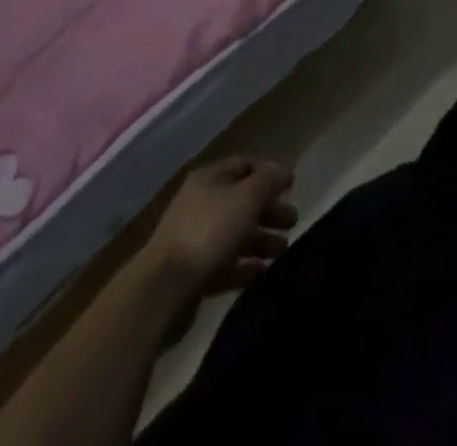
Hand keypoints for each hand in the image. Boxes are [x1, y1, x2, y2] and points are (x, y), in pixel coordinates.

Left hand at [148, 156, 297, 296]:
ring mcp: (195, 240)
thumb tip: (283, 172)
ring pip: (236, 234)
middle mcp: (201, 204)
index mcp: (209, 178)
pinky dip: (246, 266)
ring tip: (282, 252)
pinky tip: (263, 272)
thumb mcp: (247, 196)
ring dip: (262, 240)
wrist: (163, 289)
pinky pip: (226, 265)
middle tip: (293, 222)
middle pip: (243, 201)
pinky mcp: (193, 273)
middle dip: (270, 210)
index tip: (291, 187)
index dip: (269, 173)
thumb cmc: (209, 231)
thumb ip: (269, 180)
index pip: (245, 165)